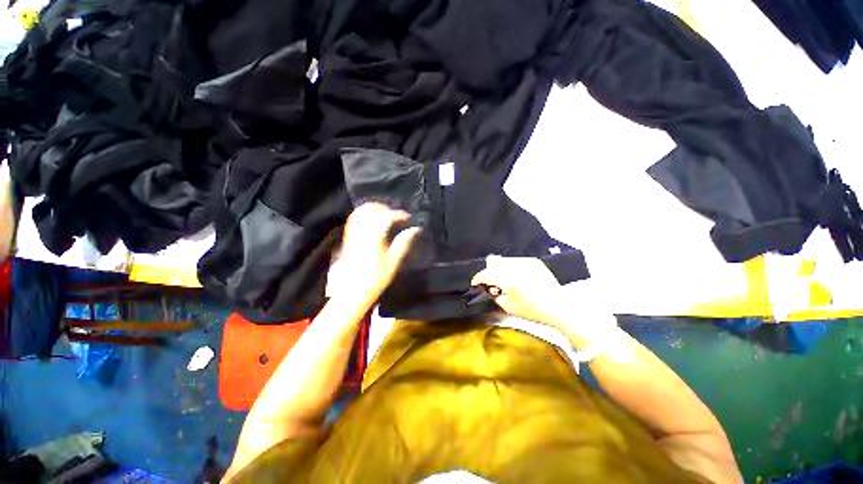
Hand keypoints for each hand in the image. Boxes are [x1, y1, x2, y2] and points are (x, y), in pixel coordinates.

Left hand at [327, 203, 420, 305]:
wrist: (352, 291)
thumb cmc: (375, 279)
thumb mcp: (394, 262)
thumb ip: (403, 243)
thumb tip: (415, 230)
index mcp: (374, 237)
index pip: (386, 216)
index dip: (399, 214)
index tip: (407, 218)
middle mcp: (361, 231)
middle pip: (371, 209)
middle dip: (385, 208)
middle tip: (396, 216)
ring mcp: (352, 233)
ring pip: (361, 211)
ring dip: (375, 209)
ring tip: (386, 217)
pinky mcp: (348, 237)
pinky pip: (354, 218)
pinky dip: (365, 214)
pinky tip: (373, 222)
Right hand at [471, 255, 618, 348]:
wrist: (560, 308)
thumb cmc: (533, 311)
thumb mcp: (508, 307)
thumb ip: (494, 294)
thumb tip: (489, 286)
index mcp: (508, 279)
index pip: (486, 273)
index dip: (478, 278)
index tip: (475, 283)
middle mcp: (515, 266)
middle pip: (493, 261)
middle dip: (489, 271)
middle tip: (492, 283)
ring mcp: (526, 261)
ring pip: (504, 260)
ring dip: (500, 269)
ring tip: (506, 280)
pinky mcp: (534, 261)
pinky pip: (516, 261)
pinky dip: (512, 267)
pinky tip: (518, 278)